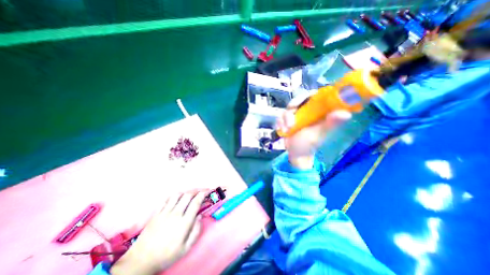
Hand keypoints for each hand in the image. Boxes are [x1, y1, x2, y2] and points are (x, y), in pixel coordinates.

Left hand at [109, 191, 207, 274]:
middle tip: (202, 190)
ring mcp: (164, 212)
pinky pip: (166, 199)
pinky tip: (177, 198)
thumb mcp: (185, 249)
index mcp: (184, 222)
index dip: (203, 194)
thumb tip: (200, 217)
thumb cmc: (166, 255)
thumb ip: (196, 232)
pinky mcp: (156, 213)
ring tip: (191, 194)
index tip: (207, 191)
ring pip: (178, 195)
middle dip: (197, 190)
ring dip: (186, 192)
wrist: (141, 261)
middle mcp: (175, 214)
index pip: (196, 203)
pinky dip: (174, 196)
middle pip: (188, 195)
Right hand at [275, 93, 352, 168]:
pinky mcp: (287, 120)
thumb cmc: (309, 145)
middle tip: (290, 112)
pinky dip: (280, 123)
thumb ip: (329, 124)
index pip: (316, 96)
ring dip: (285, 118)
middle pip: (299, 99)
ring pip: (288, 108)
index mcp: (319, 112)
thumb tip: (346, 114)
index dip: (308, 95)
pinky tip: (282, 130)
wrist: (295, 154)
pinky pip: (281, 116)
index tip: (302, 101)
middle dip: (293, 106)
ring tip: (286, 129)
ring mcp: (297, 115)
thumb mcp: (319, 134)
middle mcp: (308, 112)